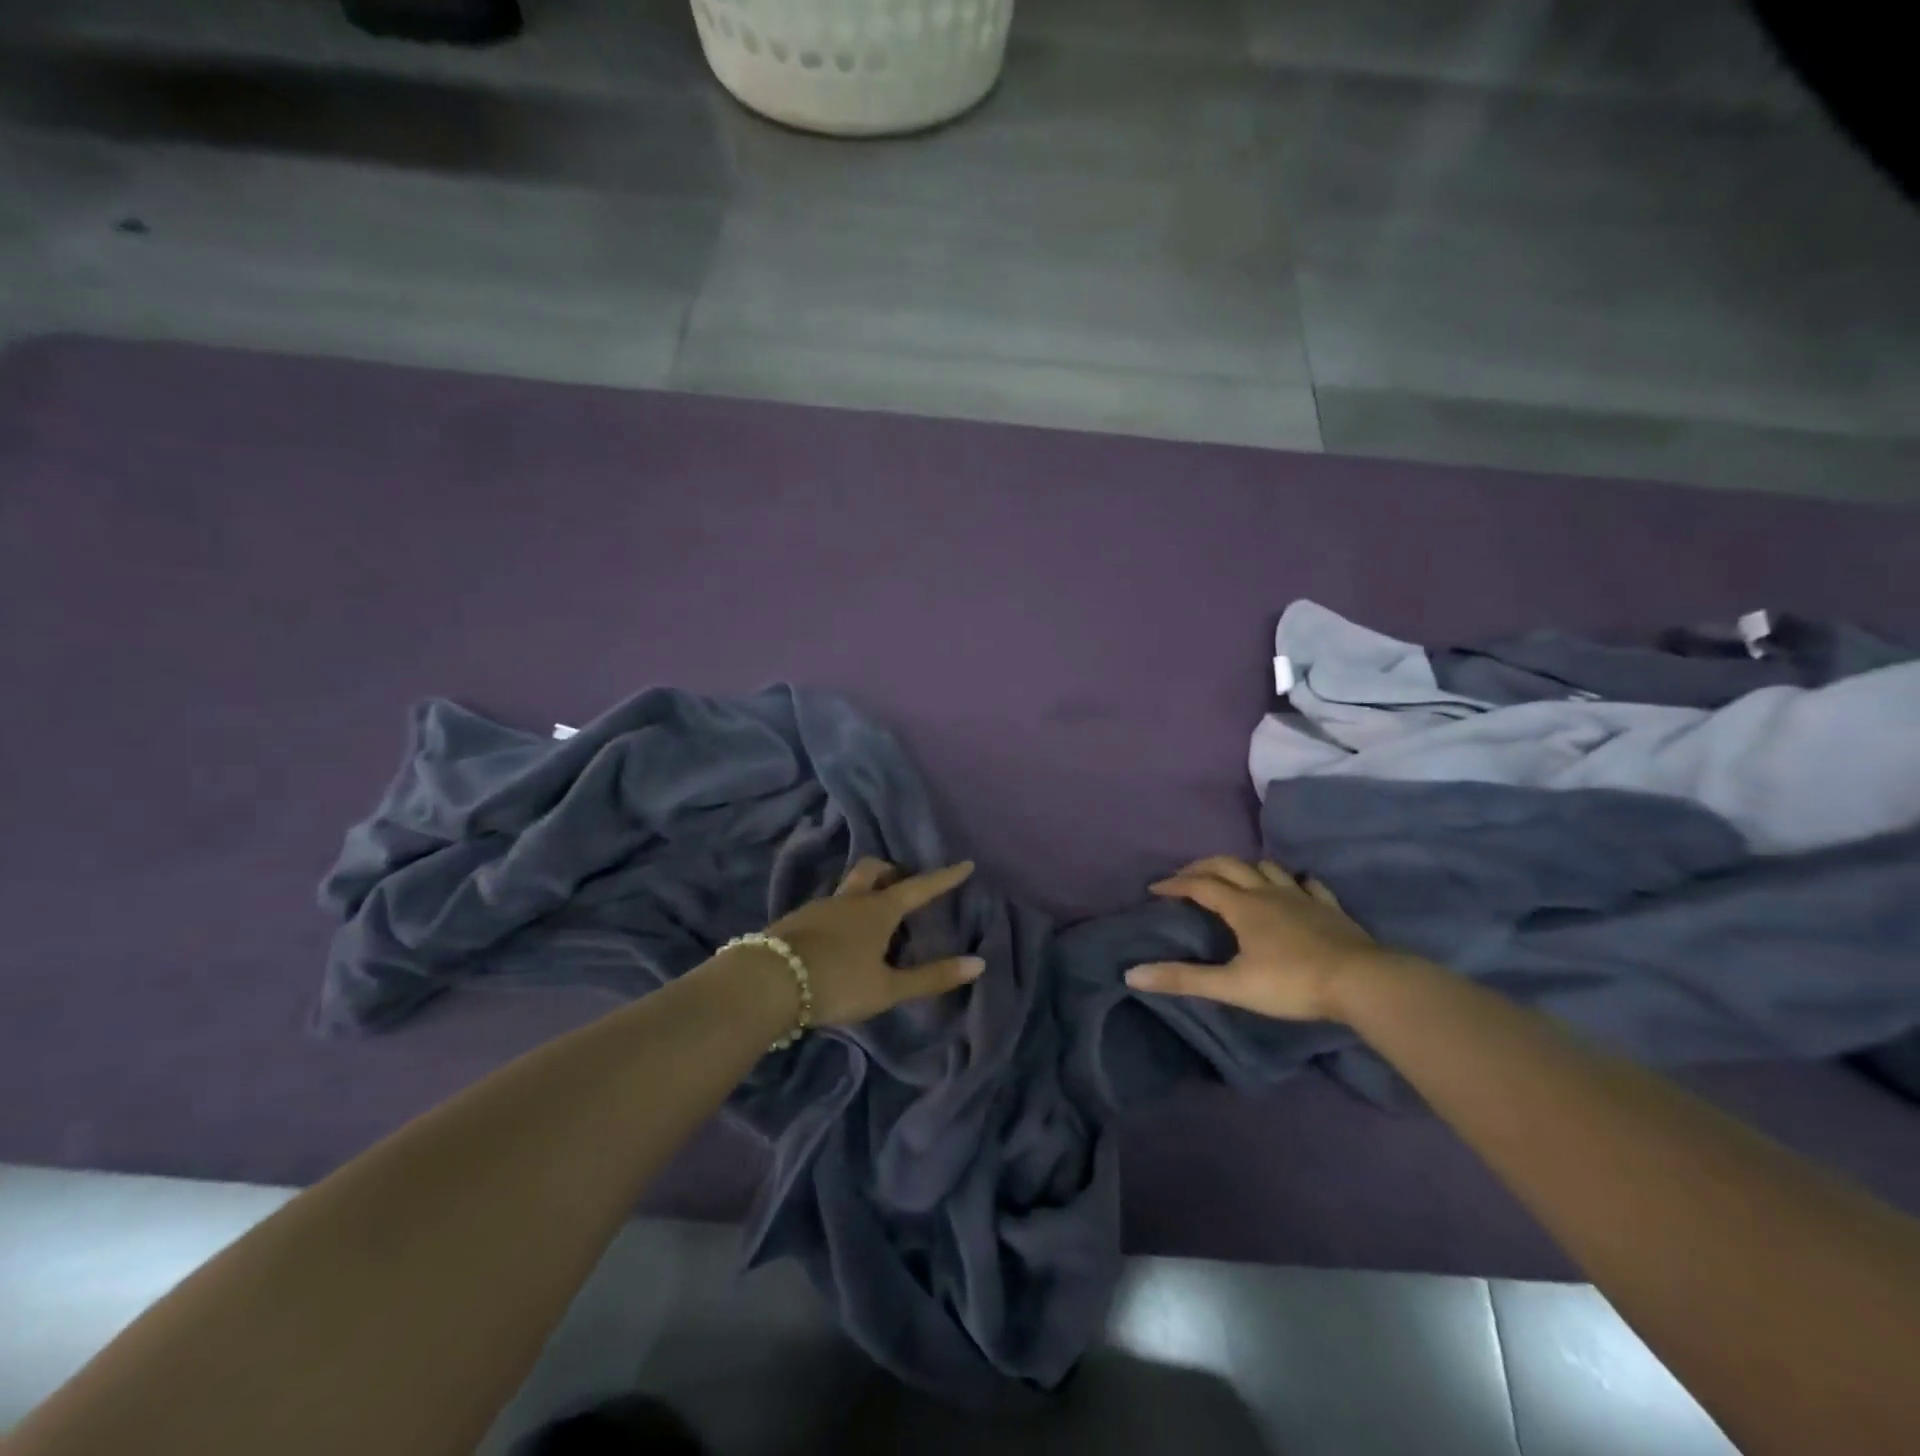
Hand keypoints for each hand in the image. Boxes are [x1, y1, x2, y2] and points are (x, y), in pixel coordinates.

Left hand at [760, 857, 984, 1027]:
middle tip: (903, 886)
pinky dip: (842, 913)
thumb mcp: (887, 988)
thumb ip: (931, 977)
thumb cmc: (837, 982)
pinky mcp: (795, 921)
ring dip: (865, 892)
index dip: (944, 878)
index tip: (965, 864)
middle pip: (873, 870)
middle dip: (891, 871)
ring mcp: (819, 907)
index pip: (919, 887)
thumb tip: (978, 963)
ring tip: (873, 918)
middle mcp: (850, 900)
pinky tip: (839, 938)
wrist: (767, 982)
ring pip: (848, 887)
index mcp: (878, 910)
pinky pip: (827, 907)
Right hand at [1125, 856, 1383, 1021]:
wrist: (1362, 983)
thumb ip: (1183, 978)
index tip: (1155, 888)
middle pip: (1229, 866)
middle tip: (1185, 876)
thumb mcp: (1232, 985)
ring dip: (1245, 868)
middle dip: (1202, 867)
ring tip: (1234, 879)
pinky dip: (1293, 881)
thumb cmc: (1292, 983)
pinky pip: (1308, 884)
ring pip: (1267, 869)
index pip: (1200, 885)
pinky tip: (1294, 887)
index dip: (1175, 884)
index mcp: (1242, 907)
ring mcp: (1302, 897)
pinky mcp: (1330, 909)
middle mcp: (1268, 892)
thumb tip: (1131, 974)